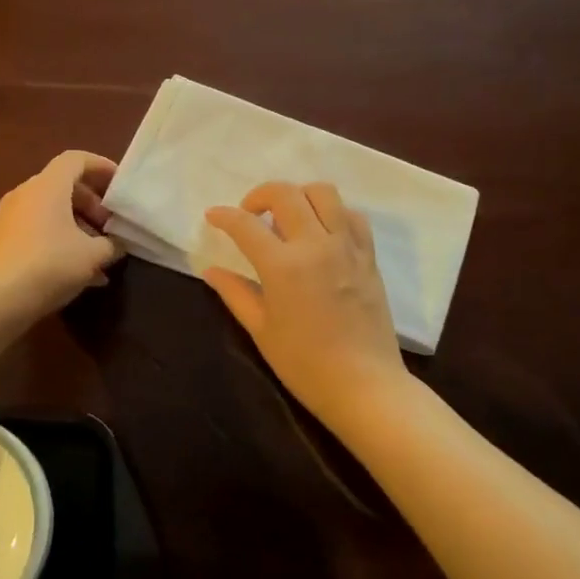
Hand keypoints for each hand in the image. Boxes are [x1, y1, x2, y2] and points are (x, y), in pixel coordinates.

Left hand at [0, 151, 123, 323]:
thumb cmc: (50, 264)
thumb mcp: (93, 255)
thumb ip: (111, 244)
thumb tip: (117, 244)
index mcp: (48, 186)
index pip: (76, 159)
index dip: (101, 166)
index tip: (119, 184)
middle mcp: (26, 194)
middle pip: (64, 187)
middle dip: (92, 204)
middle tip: (110, 226)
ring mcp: (10, 217)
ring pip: (51, 211)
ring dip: (78, 227)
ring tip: (99, 253)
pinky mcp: (3, 241)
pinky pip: (38, 231)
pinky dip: (60, 242)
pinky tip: (80, 273)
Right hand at [204, 181, 405, 422]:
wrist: (364, 386)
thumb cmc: (305, 364)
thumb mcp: (261, 330)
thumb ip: (235, 293)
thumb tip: (211, 271)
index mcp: (283, 266)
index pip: (246, 225)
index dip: (224, 216)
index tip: (213, 216)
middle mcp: (316, 245)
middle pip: (285, 193)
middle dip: (259, 195)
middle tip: (249, 215)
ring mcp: (347, 247)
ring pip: (323, 192)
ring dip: (299, 195)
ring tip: (287, 216)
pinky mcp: (368, 255)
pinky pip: (352, 215)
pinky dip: (332, 212)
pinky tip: (321, 231)